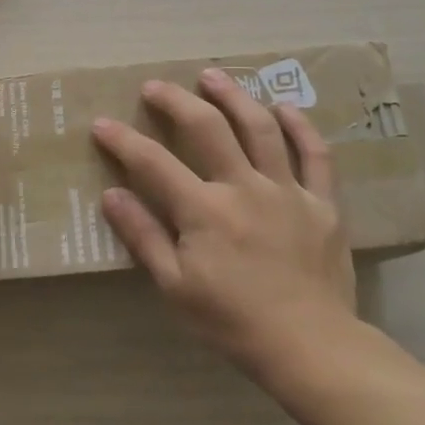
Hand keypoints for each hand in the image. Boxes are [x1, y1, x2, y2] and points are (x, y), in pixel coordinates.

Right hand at [91, 68, 352, 377]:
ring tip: (212, 76)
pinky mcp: (322, 202)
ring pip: (260, 128)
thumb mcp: (175, 287)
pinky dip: (300, 126)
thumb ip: (144, 236)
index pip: (153, 163)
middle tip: (155, 86)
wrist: (310, 348)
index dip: (123, 140)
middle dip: (176, 101)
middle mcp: (244, 187)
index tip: (102, 123)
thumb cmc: (233, 322)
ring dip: (234, 96)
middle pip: (207, 127)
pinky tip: (284, 107)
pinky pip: (315, 154)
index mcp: (204, 210)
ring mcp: (287, 190)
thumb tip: (111, 195)